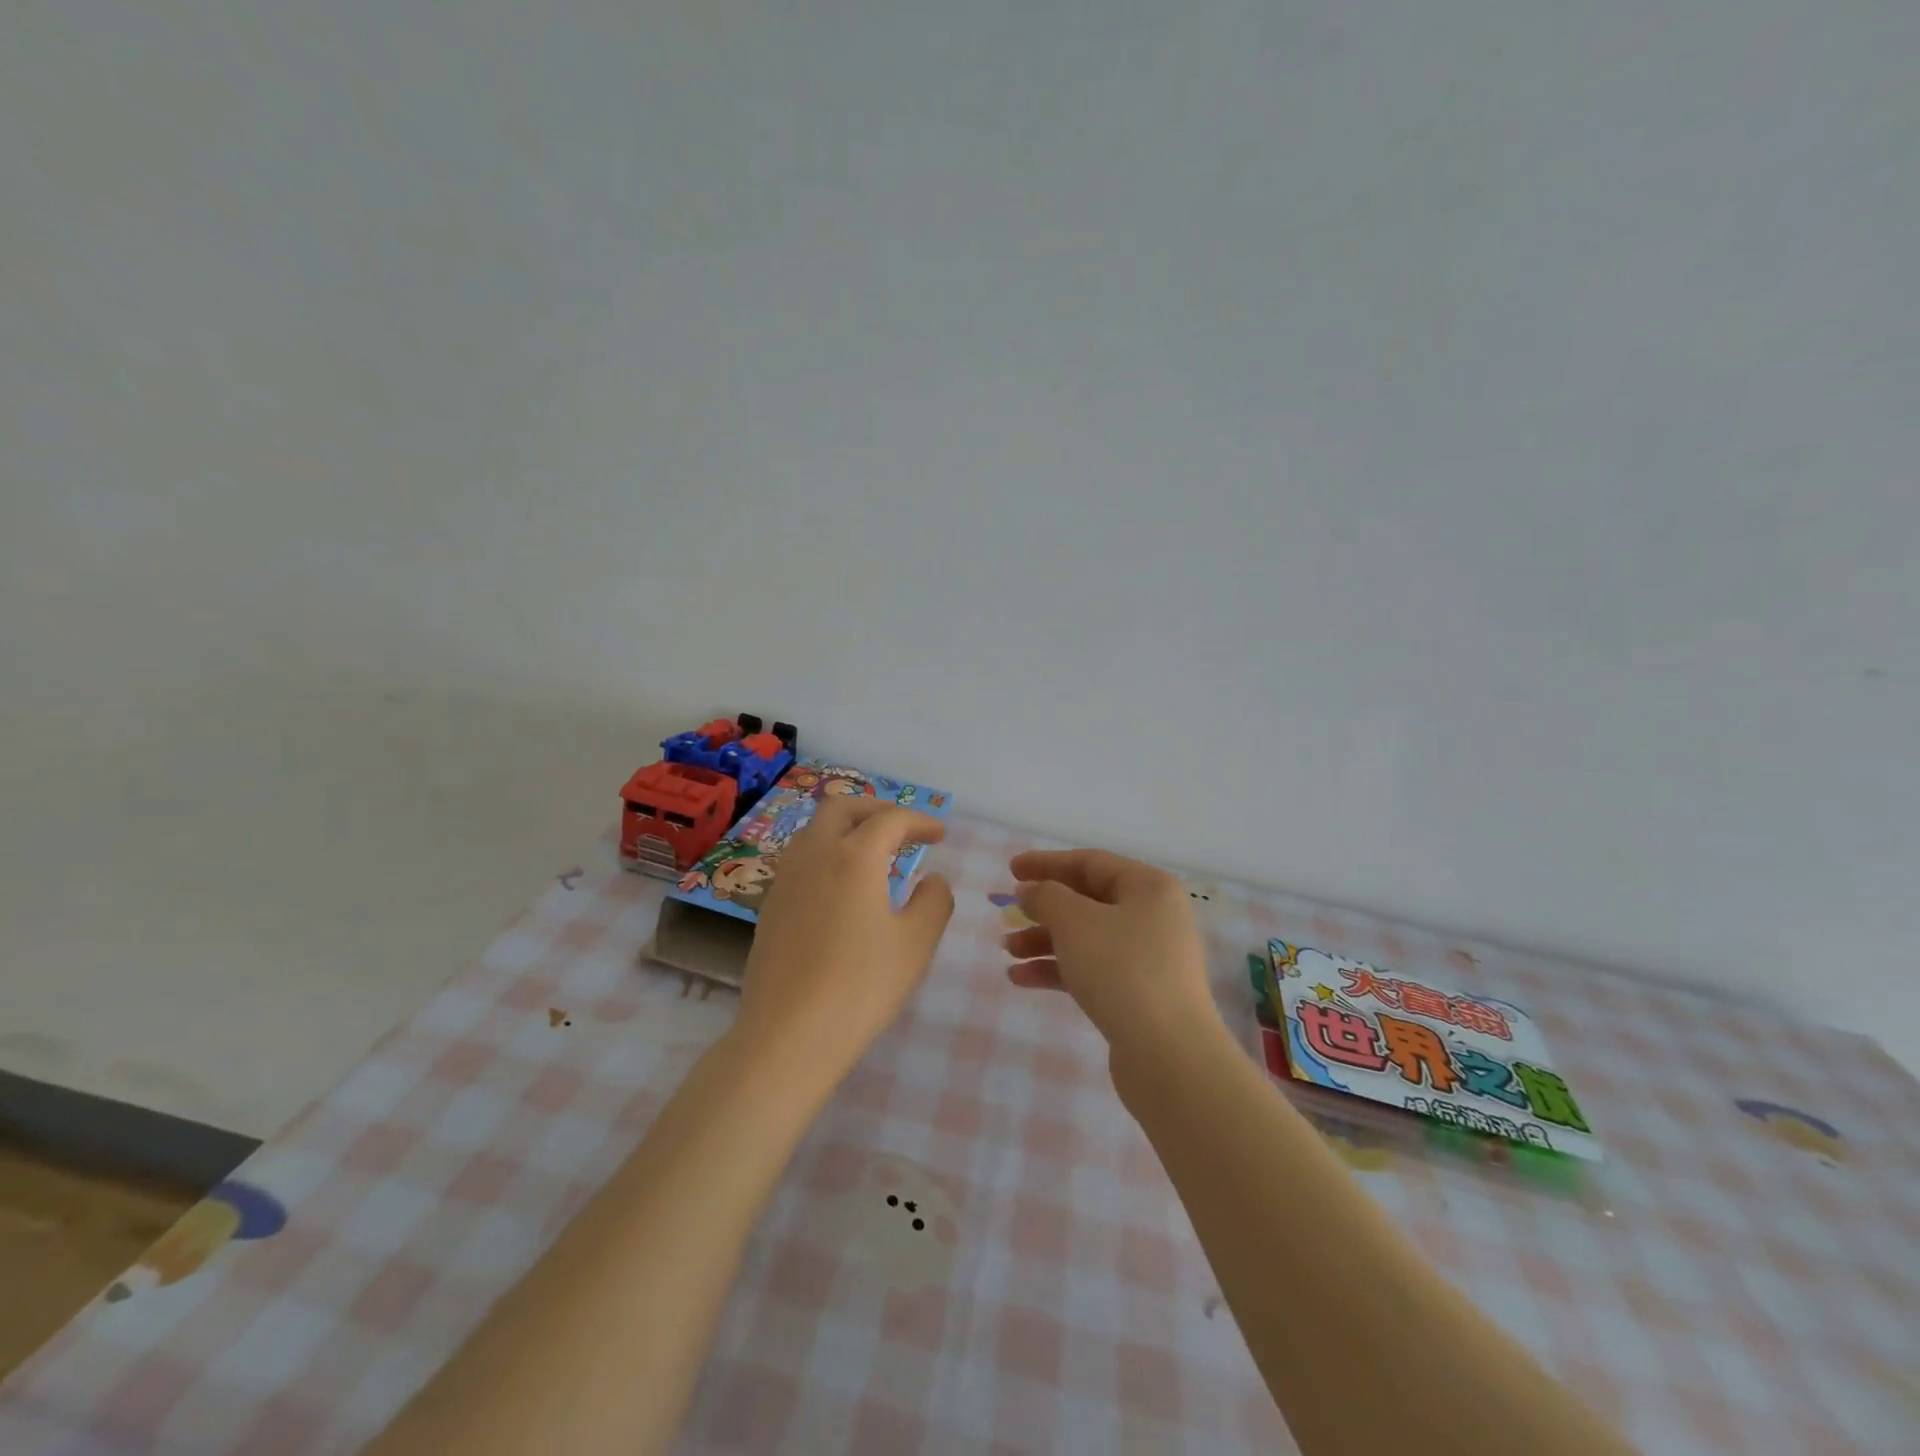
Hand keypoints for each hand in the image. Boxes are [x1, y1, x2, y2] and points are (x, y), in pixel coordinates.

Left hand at [736, 797, 954, 1083]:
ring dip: (847, 829)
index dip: (919, 820)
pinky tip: (841, 888)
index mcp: (854, 857)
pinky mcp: (770, 906)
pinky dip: (827, 855)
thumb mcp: (915, 944)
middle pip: (841, 808)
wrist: (787, 1035)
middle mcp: (814, 855)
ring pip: (814, 831)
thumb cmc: (861, 986)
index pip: (890, 820)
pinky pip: (801, 859)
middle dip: (876, 809)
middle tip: (902, 829)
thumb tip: (932, 879)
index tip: (940, 835)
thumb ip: (934, 901)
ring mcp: (786, 880)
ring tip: (874, 854)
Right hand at [1004, 848, 1217, 1057]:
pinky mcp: (1139, 994)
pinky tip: (1022, 979)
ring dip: (1044, 941)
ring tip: (1007, 951)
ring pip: (1087, 938)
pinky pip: (1092, 969)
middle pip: (1088, 900)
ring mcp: (1149, 958)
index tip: (1012, 870)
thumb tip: (1031, 890)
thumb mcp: (1075, 922)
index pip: (1091, 862)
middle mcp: (1154, 916)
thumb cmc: (1122, 969)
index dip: (1048, 863)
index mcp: (1149, 887)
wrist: (1169, 1055)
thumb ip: (1046, 897)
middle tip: (1007, 913)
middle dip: (1044, 908)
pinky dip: (1059, 970)